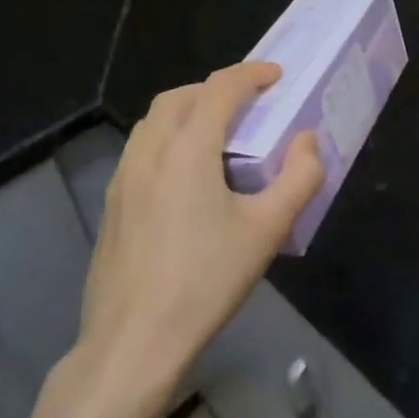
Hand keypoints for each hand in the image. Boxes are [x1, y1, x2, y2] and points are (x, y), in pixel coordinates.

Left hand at [67, 64, 323, 417]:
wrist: (133, 343)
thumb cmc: (206, 281)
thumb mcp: (268, 230)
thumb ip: (299, 177)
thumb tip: (307, 140)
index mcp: (188, 149)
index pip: (219, 89)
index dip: (251, 74)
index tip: (276, 76)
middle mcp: (149, 152)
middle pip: (179, 97)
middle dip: (215, 89)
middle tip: (247, 105)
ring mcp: (122, 179)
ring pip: (153, 123)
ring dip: (187, 112)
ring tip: (218, 137)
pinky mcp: (111, 206)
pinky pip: (141, 151)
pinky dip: (167, 140)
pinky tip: (186, 179)